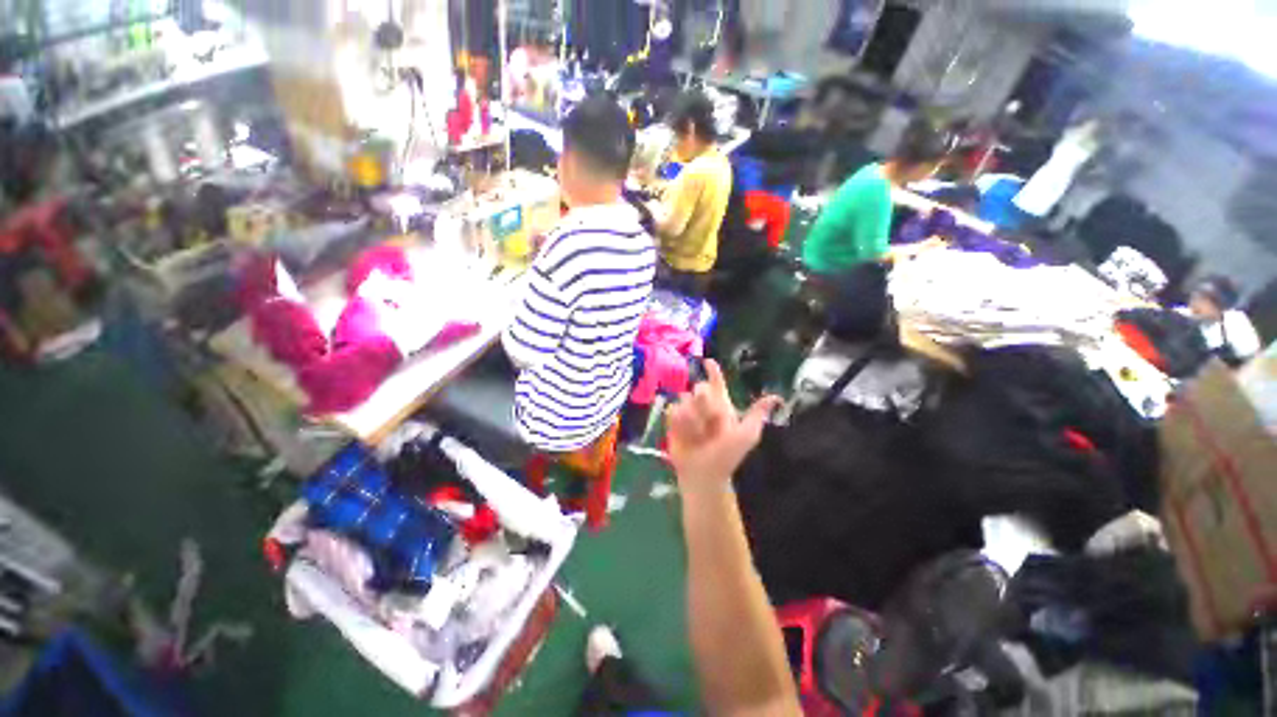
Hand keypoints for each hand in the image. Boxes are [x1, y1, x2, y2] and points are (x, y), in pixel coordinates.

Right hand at [666, 360, 780, 492]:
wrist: (703, 473)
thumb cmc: (726, 456)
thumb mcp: (746, 435)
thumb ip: (756, 414)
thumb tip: (776, 397)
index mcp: (722, 406)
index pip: (717, 383)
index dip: (713, 371)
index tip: (707, 361)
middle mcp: (704, 406)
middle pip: (700, 388)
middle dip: (704, 403)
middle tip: (710, 421)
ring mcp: (688, 412)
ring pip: (685, 399)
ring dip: (693, 418)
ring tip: (698, 436)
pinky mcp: (674, 420)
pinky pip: (674, 411)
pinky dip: (681, 424)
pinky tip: (687, 436)